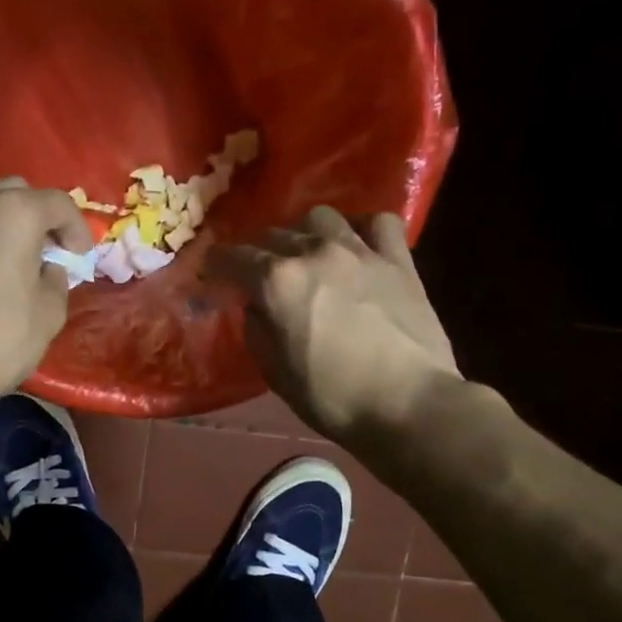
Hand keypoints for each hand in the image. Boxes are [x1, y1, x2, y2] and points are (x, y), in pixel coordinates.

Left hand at [0, 178, 91, 407]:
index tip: (80, 256)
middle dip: (39, 217)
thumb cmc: (0, 336)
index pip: (58, 203)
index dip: (77, 228)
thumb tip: (48, 269)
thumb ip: (56, 278)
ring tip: (18, 258)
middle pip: (17, 193)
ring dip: (6, 224)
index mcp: (13, 211)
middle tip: (50, 250)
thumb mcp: (50, 311)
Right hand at [209, 207, 461, 440]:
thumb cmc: (333, 398)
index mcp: (277, 282)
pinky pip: (378, 222)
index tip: (212, 272)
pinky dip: (362, 228)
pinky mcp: (398, 259)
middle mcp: (313, 253)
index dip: (216, 264)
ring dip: (304, 233)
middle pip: (273, 235)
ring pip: (320, 218)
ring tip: (307, 253)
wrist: (408, 404)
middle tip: (260, 275)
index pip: (233, 258)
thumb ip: (257, 329)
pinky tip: (358, 245)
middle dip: (259, 253)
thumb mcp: (275, 373)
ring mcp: (359, 250)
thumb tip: (254, 305)